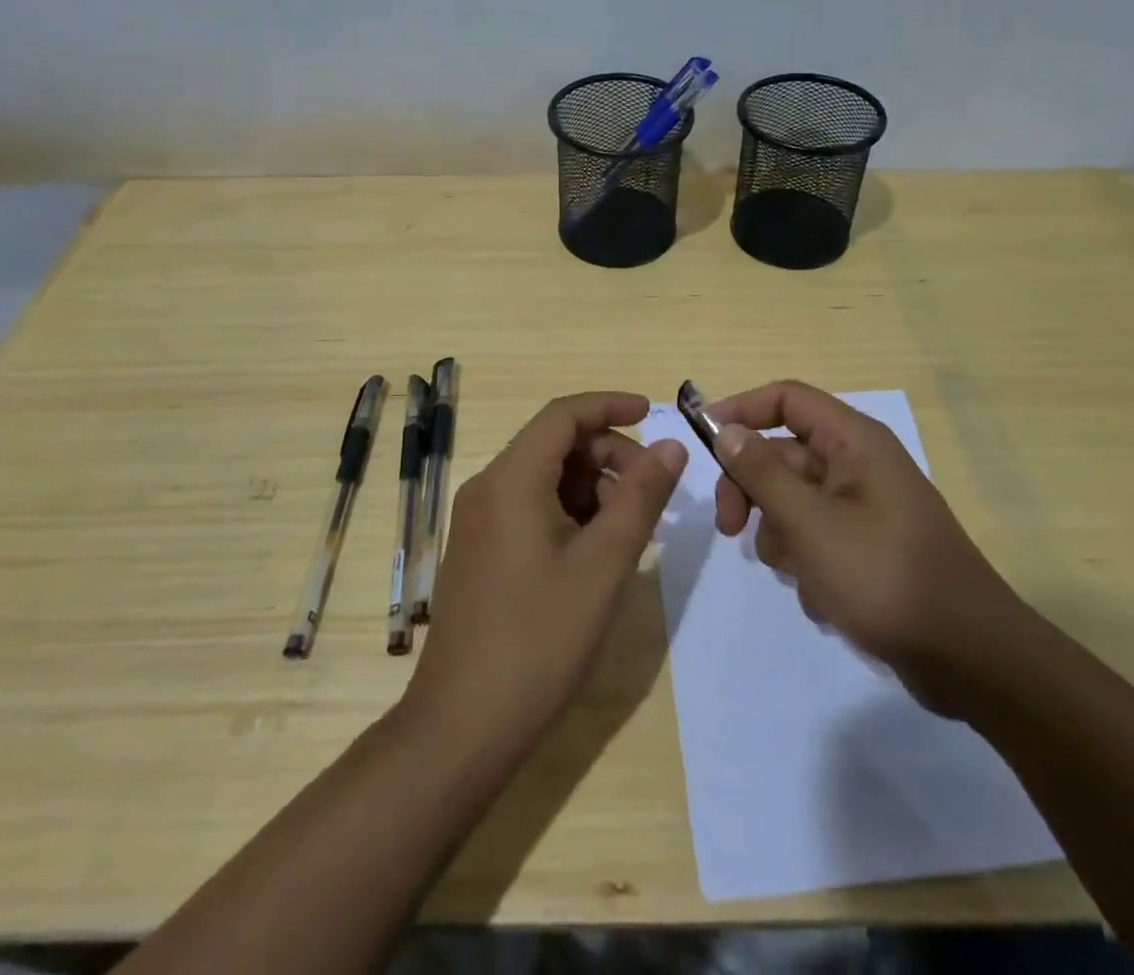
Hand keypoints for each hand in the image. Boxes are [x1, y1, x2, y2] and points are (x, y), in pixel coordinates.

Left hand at [403, 392, 686, 760]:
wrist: (463, 726)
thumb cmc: (540, 639)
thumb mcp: (604, 564)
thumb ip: (641, 497)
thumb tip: (671, 445)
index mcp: (510, 479)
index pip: (563, 414)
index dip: (610, 406)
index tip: (653, 414)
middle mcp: (487, 487)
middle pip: (554, 444)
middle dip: (608, 455)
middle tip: (652, 491)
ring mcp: (479, 521)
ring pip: (545, 478)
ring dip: (592, 487)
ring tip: (632, 528)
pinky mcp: (480, 550)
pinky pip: (530, 507)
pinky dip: (569, 512)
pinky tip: (598, 550)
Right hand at [710, 380, 1031, 713]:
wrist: (970, 660)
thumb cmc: (885, 578)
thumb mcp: (810, 524)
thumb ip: (761, 473)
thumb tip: (726, 430)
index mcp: (854, 442)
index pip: (786, 399)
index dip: (741, 409)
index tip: (702, 439)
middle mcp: (859, 465)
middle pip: (782, 454)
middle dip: (751, 489)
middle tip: (728, 527)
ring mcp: (864, 508)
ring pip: (793, 501)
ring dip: (781, 535)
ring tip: (800, 573)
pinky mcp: (867, 547)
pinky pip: (816, 537)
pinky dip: (808, 563)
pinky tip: (826, 598)